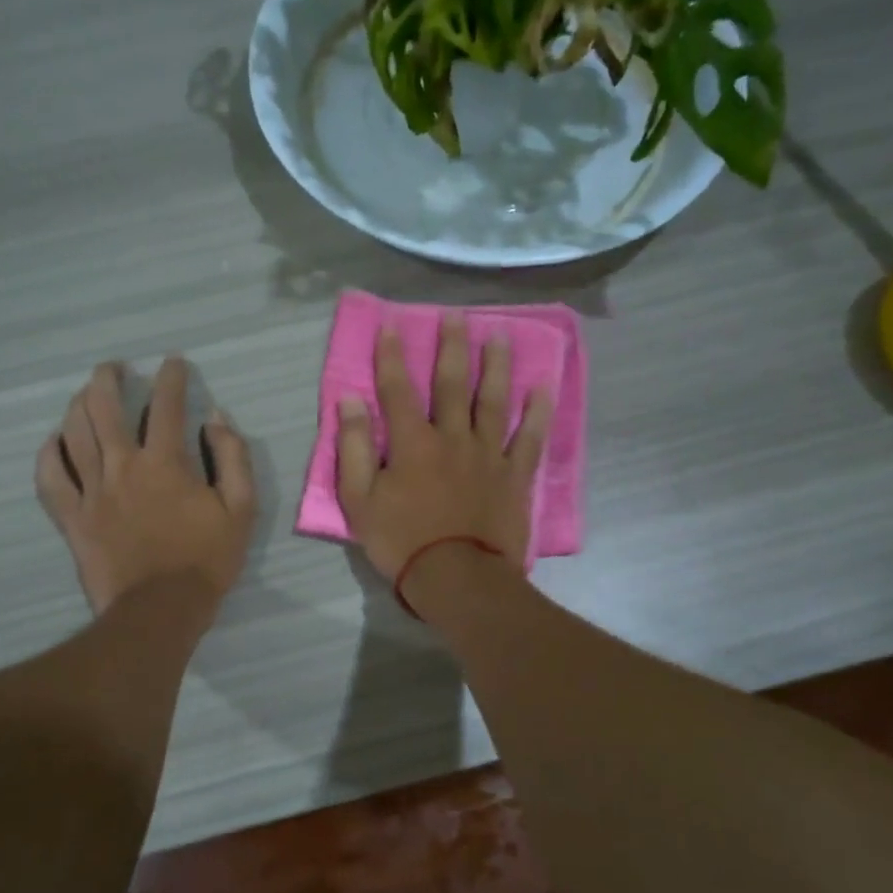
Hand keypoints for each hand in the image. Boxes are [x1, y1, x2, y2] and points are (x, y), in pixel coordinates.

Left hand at [36, 358, 255, 615]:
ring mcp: (91, 491)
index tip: (172, 363)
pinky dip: (49, 453)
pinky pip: (50, 478)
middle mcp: (122, 466)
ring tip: (86, 393)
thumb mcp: (240, 509)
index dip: (170, 377)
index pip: (166, 405)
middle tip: (113, 368)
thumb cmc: (205, 560)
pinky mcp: (72, 518)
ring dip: (78, 405)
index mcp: (165, 463)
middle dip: (108, 379)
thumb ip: (232, 458)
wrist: (160, 611)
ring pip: (74, 433)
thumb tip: (216, 418)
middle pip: (105, 408)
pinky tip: (55, 440)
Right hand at [336, 313, 551, 581]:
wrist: (457, 578)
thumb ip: (354, 448)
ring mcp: (488, 454)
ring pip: (494, 401)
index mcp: (412, 443)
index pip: (397, 389)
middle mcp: (452, 437)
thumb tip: (350, 400)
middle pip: (453, 384)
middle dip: (451, 346)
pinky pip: (529, 438)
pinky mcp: (514, 475)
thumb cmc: (401, 542)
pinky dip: (536, 412)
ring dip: (496, 366)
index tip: (391, 324)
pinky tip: (542, 387)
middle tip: (455, 314)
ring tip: (499, 335)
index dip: (391, 355)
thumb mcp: (359, 500)